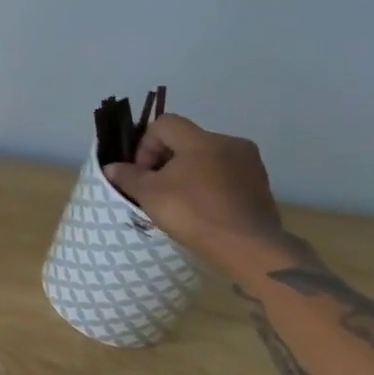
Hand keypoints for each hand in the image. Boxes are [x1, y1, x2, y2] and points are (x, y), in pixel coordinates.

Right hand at [101, 113, 284, 259]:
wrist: (249, 249)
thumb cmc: (194, 214)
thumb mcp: (149, 195)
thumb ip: (128, 176)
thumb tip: (111, 167)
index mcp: (201, 139)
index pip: (164, 124)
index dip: (146, 145)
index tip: (143, 173)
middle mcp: (230, 143)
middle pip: (187, 141)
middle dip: (166, 160)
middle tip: (157, 188)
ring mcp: (250, 165)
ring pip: (208, 158)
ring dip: (189, 173)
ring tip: (180, 201)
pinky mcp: (262, 186)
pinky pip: (227, 176)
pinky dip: (211, 186)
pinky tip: (204, 210)